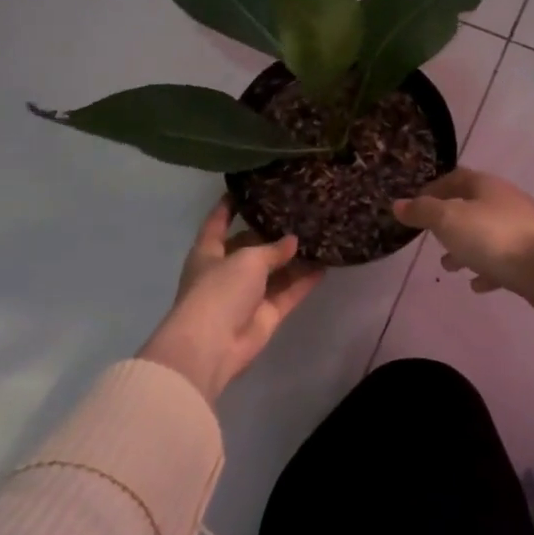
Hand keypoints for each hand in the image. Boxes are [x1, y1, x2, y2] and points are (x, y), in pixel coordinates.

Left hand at [139, 198, 324, 402]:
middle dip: (271, 234)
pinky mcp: (266, 315)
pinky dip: (304, 281)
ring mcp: (247, 295)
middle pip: (250, 247)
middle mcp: (227, 271)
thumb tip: (292, 241)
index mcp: (208, 253)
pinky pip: (289, 292)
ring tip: (319, 236)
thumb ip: (272, 248)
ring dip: (293, 259)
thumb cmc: (219, 290)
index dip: (228, 206)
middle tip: (299, 214)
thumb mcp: (247, 259)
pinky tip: (325, 265)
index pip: (217, 223)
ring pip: (274, 272)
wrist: (213, 345)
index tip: (245, 189)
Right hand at [393, 168, 533, 358]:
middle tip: (431, 238)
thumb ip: (423, 211)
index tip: (416, 205)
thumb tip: (398, 204)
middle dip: (449, 223)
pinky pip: (503, 261)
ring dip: (466, 249)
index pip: (456, 178)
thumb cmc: (493, 237)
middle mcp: (506, 202)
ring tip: (448, 266)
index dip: (434, 189)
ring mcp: (522, 229)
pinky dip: (487, 269)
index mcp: (487, 186)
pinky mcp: (532, 257)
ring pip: (487, 235)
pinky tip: (477, 285)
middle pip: (472, 207)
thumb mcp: (449, 220)